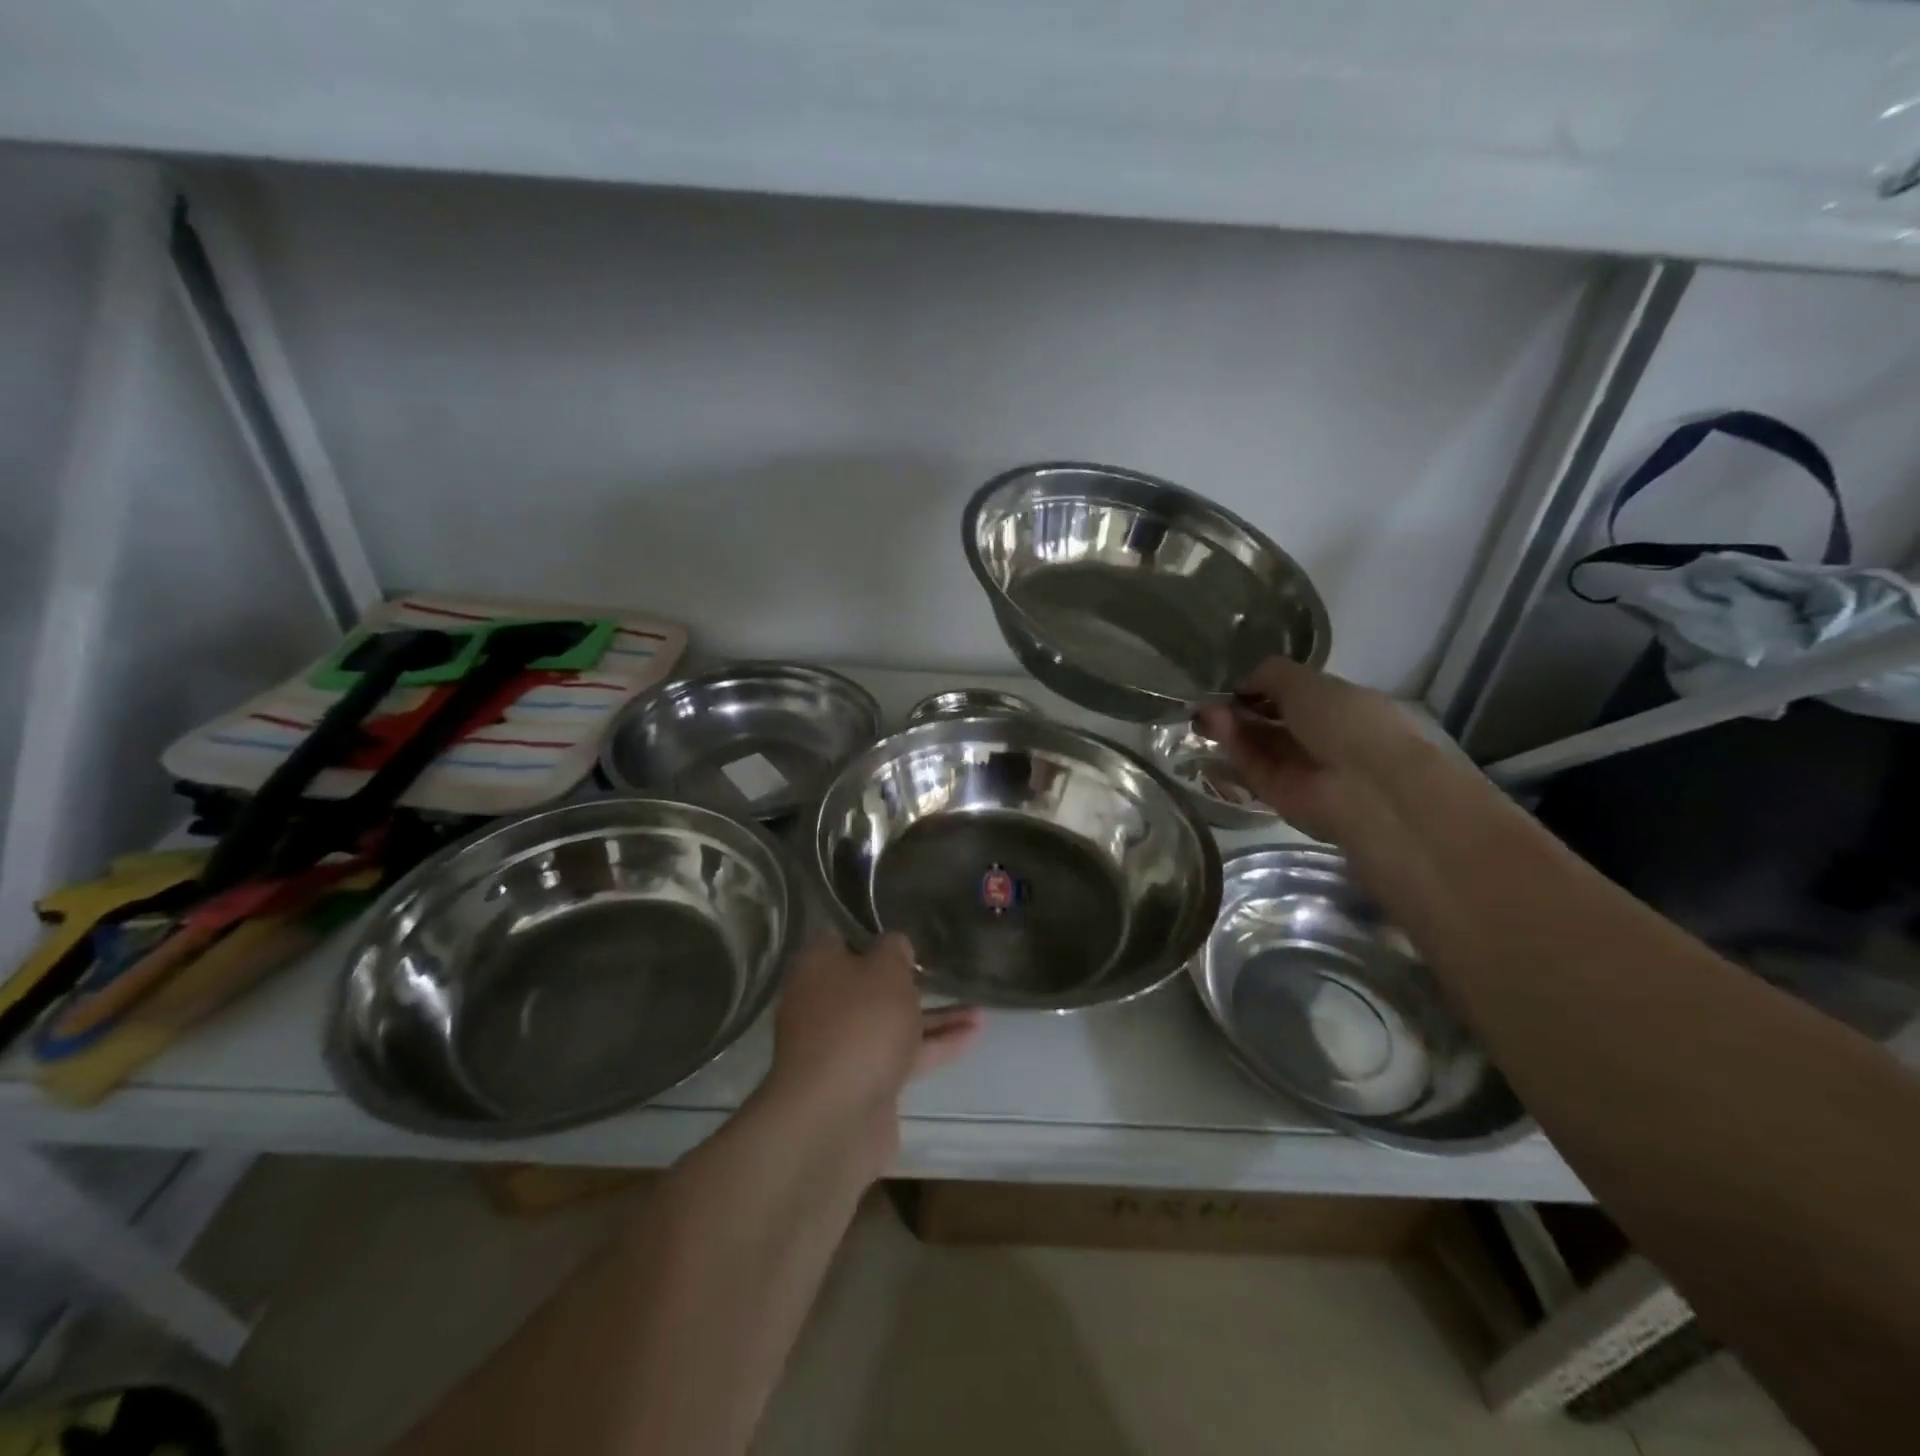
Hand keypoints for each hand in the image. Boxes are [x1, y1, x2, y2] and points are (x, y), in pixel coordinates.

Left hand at [761, 933, 980, 1174]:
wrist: (836, 1116)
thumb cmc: (860, 1023)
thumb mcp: (886, 969)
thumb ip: (895, 950)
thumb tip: (894, 948)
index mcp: (817, 967)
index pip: (843, 938)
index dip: (875, 933)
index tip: (909, 933)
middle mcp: (824, 1003)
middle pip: (870, 983)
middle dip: (909, 980)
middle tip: (945, 969)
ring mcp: (843, 1046)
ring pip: (892, 1021)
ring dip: (934, 1016)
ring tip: (979, 1008)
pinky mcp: (864, 1081)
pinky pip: (903, 1054)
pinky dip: (935, 1045)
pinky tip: (973, 1035)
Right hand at [1196, 657, 1426, 842]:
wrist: (1365, 786)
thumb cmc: (1347, 721)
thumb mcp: (1307, 681)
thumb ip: (1270, 674)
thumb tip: (1241, 683)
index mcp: (1338, 707)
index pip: (1294, 696)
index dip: (1263, 688)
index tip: (1235, 684)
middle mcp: (1318, 738)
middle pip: (1269, 722)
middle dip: (1239, 709)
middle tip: (1207, 701)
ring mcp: (1297, 768)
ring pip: (1256, 744)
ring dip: (1230, 725)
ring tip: (1204, 712)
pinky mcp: (1277, 793)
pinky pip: (1251, 765)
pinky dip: (1233, 745)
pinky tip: (1216, 724)